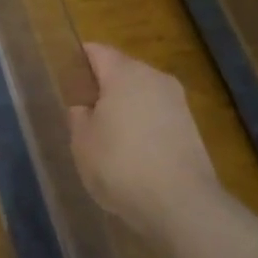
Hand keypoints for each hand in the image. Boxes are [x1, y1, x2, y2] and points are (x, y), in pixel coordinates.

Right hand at [69, 42, 223, 242]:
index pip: (97, 52)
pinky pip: (157, 116)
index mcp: (125, 73)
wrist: (181, 205)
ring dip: (124, 108)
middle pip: (122, 71)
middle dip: (103, 87)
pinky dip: (143, 127)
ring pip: (142, 95)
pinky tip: (132, 154)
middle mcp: (155, 78)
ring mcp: (178, 103)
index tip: (66, 81)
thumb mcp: (82, 141)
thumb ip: (79, 117)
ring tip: (107, 138)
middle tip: (83, 114)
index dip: (78, 61)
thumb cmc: (120, 165)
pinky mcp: (192, 128)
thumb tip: (86, 107)